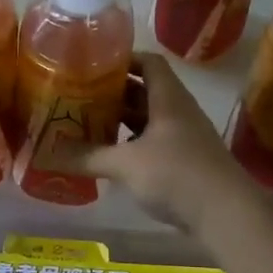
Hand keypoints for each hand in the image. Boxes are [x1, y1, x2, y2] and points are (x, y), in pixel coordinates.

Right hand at [69, 53, 248, 233]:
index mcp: (168, 98)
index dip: (124, 59)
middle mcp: (179, 111)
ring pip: (149, 120)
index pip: (149, 62)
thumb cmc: (176, 174)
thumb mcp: (126, 163)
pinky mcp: (186, 162)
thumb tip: (45, 154)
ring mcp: (185, 138)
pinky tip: (111, 156)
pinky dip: (132, 145)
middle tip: (81, 95)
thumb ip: (87, 156)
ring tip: (88, 123)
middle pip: (146, 91)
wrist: (226, 213)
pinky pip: (154, 143)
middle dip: (115, 92)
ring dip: (123, 120)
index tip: (94, 64)